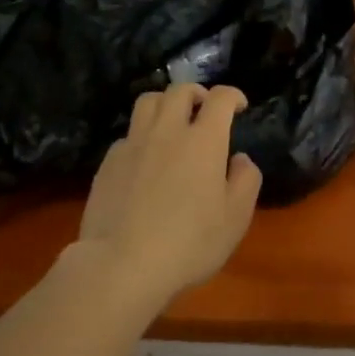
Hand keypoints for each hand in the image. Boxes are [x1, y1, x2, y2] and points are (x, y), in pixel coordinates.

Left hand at [75, 84, 262, 305]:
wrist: (120, 265)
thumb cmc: (188, 243)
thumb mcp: (235, 219)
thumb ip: (246, 181)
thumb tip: (240, 159)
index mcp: (204, 140)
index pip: (220, 98)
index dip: (233, 95)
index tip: (240, 106)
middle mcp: (168, 131)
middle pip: (180, 90)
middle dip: (197, 93)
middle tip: (204, 109)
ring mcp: (134, 144)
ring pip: (148, 102)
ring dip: (165, 104)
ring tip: (172, 122)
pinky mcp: (108, 162)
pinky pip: (128, 134)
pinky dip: (142, 136)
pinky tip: (145, 158)